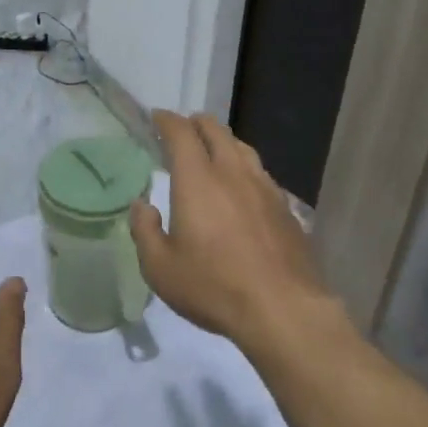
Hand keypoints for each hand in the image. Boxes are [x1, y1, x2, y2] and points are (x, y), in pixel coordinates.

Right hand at [129, 111, 326, 347]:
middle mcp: (233, 173)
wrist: (283, 309)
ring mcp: (264, 188)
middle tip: (184, 127)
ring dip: (223, 141)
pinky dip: (244, 166)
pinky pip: (260, 172)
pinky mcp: (285, 207)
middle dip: (196, 123)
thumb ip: (145, 231)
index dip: (167, 121)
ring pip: (242, 148)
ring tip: (213, 148)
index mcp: (198, 180)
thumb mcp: (161, 268)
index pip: (181, 134)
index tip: (157, 118)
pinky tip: (243, 185)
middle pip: (216, 131)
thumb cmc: (214, 287)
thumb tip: (142, 205)